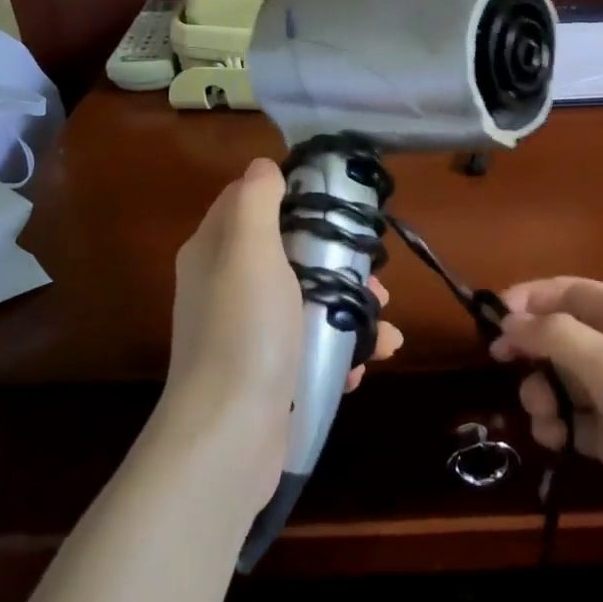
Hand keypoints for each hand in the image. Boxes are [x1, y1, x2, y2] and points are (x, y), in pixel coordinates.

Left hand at [155, 158, 401, 511]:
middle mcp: (228, 287)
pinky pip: (311, 346)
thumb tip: (264, 166)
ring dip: (352, 312)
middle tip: (376, 283)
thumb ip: (256, 201)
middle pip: (293, 255)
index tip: (343, 210)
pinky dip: (341, 350)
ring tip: (385, 330)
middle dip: (341, 266)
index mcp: (217, 251)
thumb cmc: (245, 332)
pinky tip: (364, 365)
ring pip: (310, 302)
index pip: (255, 203)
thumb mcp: (249, 251)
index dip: (297, 200)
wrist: (229, 435)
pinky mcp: (268, 372)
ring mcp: (249, 333)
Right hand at [489, 277, 602, 558]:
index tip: (490, 320)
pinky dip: (557, 426)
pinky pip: (572, 419)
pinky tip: (558, 440)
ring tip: (546, 418)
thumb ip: (556, 337)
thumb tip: (509, 319)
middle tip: (506, 367)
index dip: (527, 299)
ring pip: (561, 380)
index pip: (568, 291)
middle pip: (559, 335)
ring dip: (542, 394)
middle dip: (531, 351)